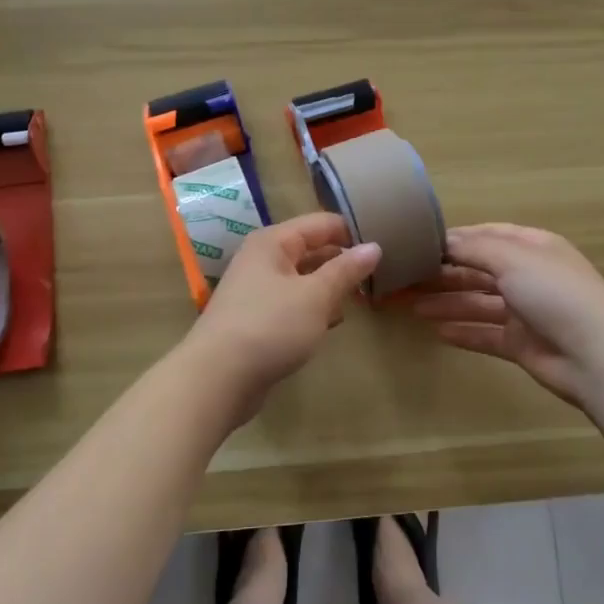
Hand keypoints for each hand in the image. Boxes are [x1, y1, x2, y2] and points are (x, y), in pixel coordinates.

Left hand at [182, 212, 381, 422]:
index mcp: (273, 242)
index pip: (322, 224)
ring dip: (330, 288)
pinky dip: (313, 309)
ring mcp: (257, 290)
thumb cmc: (270, 326)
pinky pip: (293, 303)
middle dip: (343, 261)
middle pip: (311, 249)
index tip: (386, 246)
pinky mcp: (256, 319)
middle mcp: (262, 259)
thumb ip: (346, 270)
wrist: (217, 379)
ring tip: (360, 299)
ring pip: (303, 278)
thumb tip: (374, 246)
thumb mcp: (316, 296)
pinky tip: (331, 323)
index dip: (353, 232)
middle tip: (379, 275)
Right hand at [411, 223, 603, 412]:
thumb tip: (443, 241)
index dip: (455, 240)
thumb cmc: (554, 293)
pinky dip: (463, 332)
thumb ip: (474, 248)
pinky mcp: (521, 344)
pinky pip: (485, 334)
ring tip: (411, 306)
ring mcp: (525, 311)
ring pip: (478, 303)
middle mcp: (529, 275)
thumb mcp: (512, 258)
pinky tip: (436, 332)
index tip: (419, 245)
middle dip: (444, 274)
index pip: (487, 236)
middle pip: (479, 270)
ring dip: (447, 302)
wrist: (596, 354)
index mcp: (532, 247)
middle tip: (406, 279)